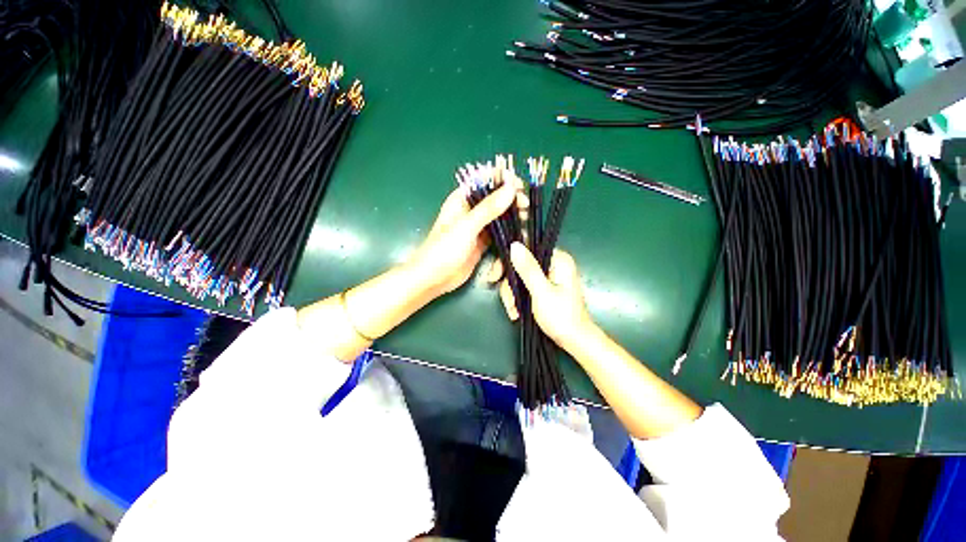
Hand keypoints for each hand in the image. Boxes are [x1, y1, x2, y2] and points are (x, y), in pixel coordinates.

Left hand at [407, 180, 517, 296]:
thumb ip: (488, 208)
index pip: (484, 181)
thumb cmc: (444, 249)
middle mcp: (471, 211)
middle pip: (495, 198)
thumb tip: (511, 188)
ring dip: (512, 216)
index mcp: (462, 200)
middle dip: (511, 199)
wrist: (434, 279)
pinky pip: (500, 233)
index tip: (518, 185)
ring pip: (500, 216)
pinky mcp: (483, 243)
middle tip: (525, 205)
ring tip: (525, 219)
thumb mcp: (466, 227)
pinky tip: (519, 233)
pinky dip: (509, 232)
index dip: (502, 179)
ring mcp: (478, 227)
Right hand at [490, 241, 594, 346]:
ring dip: (512, 295)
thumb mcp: (542, 292)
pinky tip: (517, 312)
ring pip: (519, 277)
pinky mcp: (544, 287)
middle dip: (510, 284)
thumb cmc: (562, 317)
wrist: (575, 341)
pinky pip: (524, 286)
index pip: (527, 247)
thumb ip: (528, 268)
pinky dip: (518, 299)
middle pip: (520, 264)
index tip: (496, 275)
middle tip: (507, 300)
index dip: (508, 259)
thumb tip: (514, 244)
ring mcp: (548, 276)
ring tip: (514, 312)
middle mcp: (553, 264)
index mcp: (558, 259)